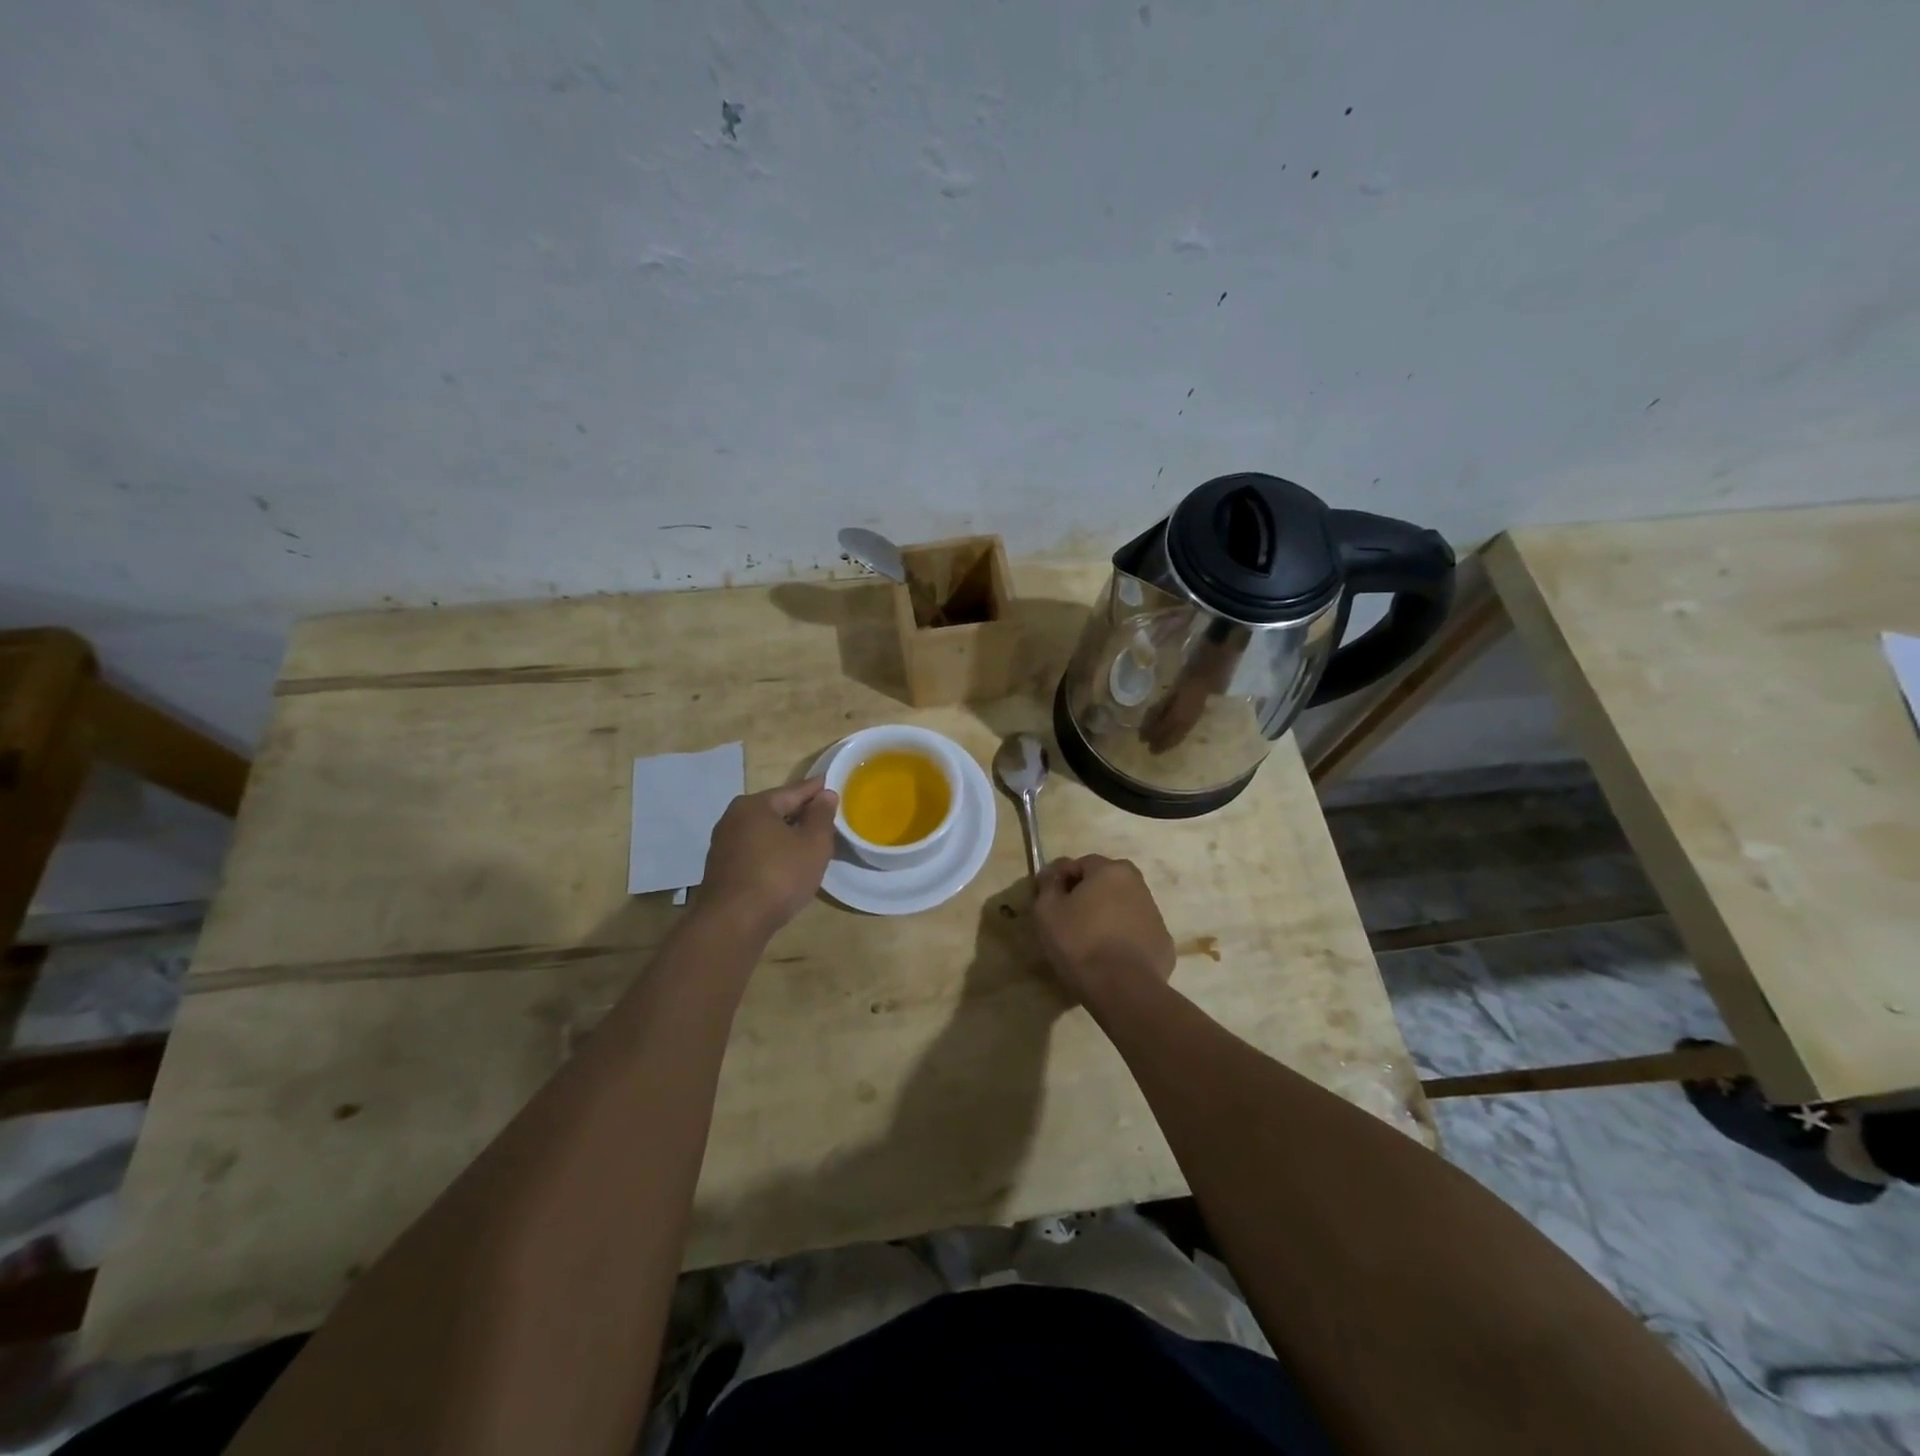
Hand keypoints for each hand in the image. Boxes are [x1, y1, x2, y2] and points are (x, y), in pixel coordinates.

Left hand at [695, 779, 838, 937]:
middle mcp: (734, 818)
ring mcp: (723, 844)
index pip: (794, 791)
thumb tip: (825, 794)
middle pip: (776, 809)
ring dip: (785, 835)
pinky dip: (772, 851)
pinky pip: (754, 850)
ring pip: (763, 832)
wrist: (733, 923)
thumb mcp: (813, 844)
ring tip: (808, 842)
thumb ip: (821, 816)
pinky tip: (785, 864)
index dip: (816, 790)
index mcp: (755, 805)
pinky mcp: (721, 869)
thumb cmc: (779, 876)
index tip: (831, 786)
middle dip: (800, 813)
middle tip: (824, 818)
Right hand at [1032, 855, 1175, 1008]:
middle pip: (1105, 883)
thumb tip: (1053, 873)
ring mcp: (1155, 914)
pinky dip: (1124, 938)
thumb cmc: (1080, 943)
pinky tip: (1110, 958)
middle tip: (1069, 921)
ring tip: (1089, 942)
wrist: (1123, 989)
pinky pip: (1136, 932)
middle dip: (1087, 896)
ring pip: (1123, 906)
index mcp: (1111, 870)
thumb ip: (1048, 884)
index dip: (1062, 880)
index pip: (1080, 864)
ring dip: (1107, 916)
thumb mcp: (1047, 911)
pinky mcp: (1163, 942)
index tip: (1051, 902)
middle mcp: (1138, 884)